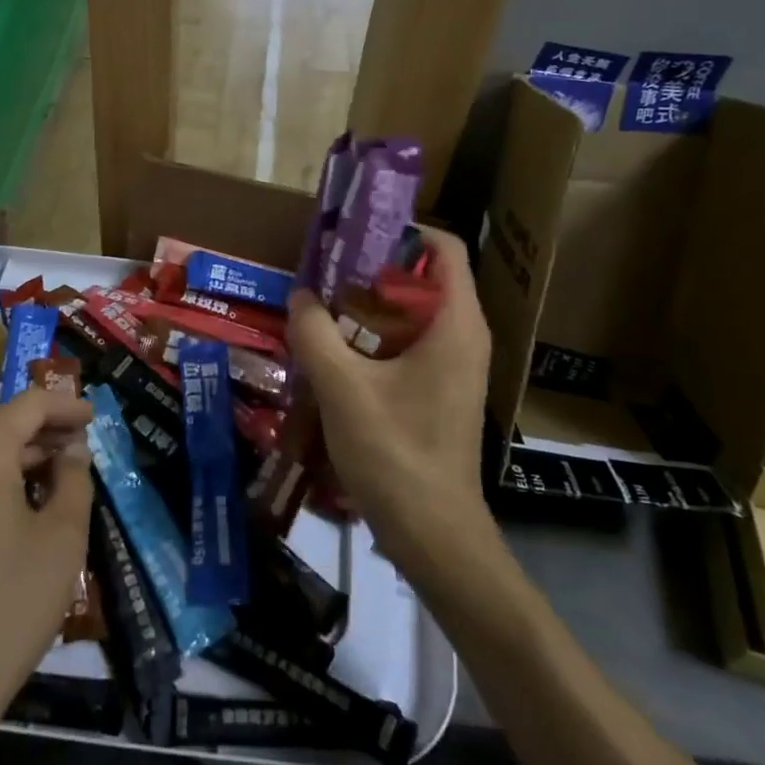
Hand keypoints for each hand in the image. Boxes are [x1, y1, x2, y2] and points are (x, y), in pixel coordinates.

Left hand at [0, 389, 94, 764]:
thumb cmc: (6, 606)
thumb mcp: (61, 540)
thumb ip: (74, 481)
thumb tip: (73, 450)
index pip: (28, 405)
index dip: (65, 405)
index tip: (94, 417)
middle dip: (42, 427)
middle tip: (80, 444)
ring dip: (17, 453)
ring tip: (57, 473)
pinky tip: (18, 505)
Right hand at [287, 227, 492, 562]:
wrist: (433, 534)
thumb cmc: (396, 453)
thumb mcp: (343, 387)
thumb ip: (316, 333)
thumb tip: (302, 296)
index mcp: (456, 323)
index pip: (442, 247)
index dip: (401, 230)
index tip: (352, 234)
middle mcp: (463, 336)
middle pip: (422, 278)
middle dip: (372, 270)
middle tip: (324, 273)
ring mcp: (453, 367)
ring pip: (411, 315)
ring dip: (368, 308)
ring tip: (320, 309)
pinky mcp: (438, 392)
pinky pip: (407, 346)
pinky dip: (373, 339)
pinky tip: (332, 354)